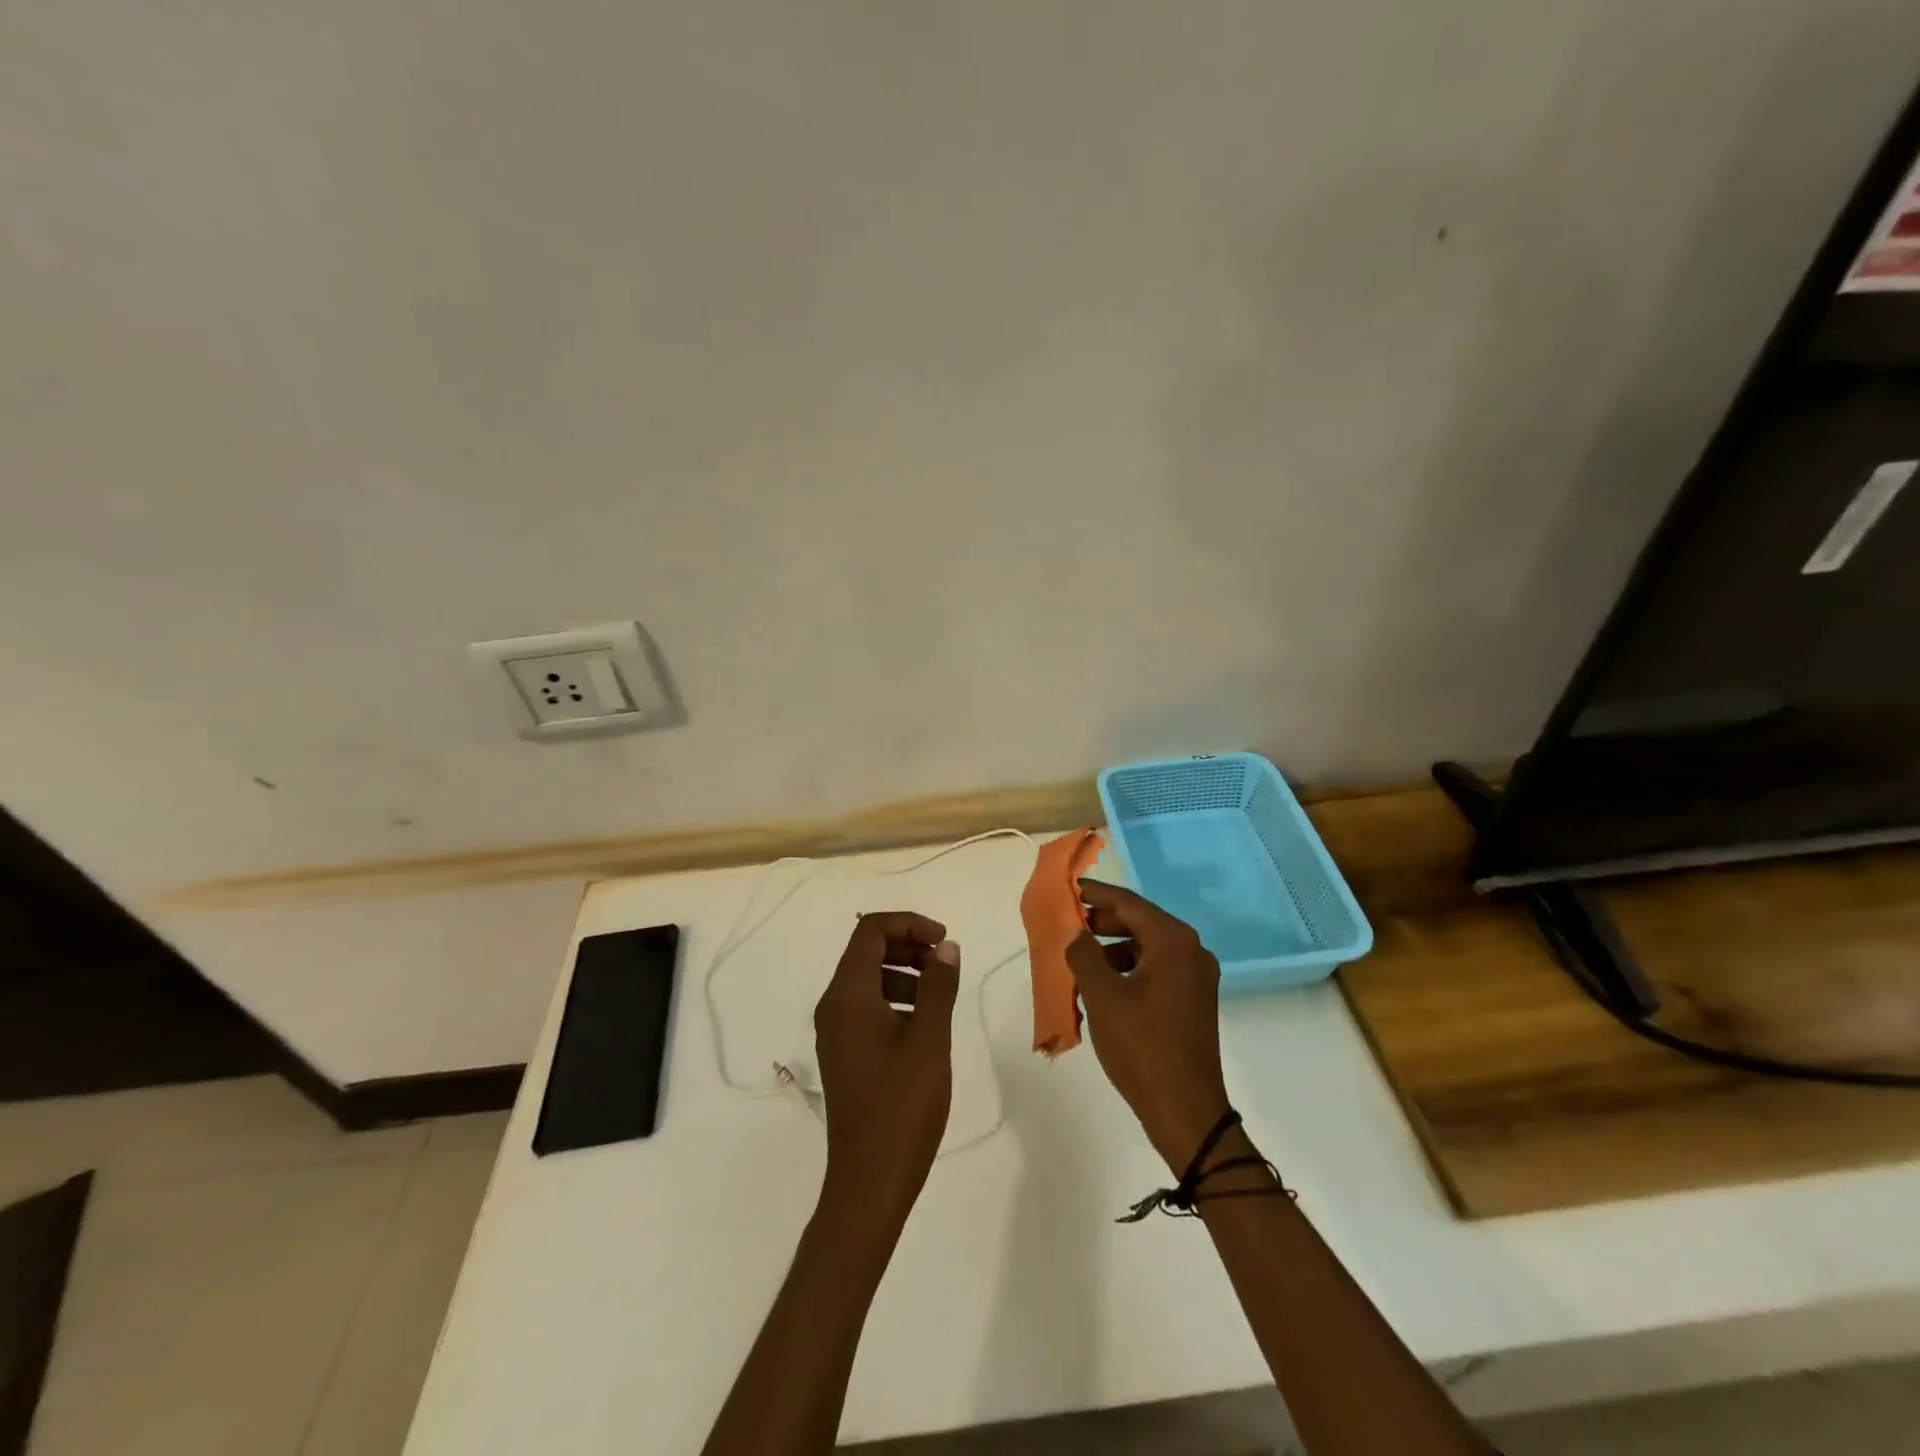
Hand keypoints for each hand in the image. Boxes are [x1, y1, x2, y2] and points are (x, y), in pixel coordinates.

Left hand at [813, 912, 961, 1231]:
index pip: (870, 930)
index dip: (909, 923)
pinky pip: (867, 1007)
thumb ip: (938, 986)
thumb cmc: (901, 1107)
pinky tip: (924, 1023)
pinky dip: (895, 998)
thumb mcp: (929, 1039)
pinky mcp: (844, 1053)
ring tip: (940, 993)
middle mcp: (834, 1006)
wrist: (868, 1183)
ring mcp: (835, 1032)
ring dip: (904, 972)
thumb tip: (945, 946)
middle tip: (945, 963)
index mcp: (848, 995)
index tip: (944, 941)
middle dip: (908, 945)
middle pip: (866, 950)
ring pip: (868, 979)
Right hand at [1067, 880, 1231, 1172]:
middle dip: (1102, 922)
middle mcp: (1191, 951)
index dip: (1095, 894)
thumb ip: (1083, 954)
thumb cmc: (1141, 1045)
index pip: (1128, 903)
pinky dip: (1128, 970)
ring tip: (1080, 960)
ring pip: (1147, 948)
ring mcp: (1196, 978)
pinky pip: (1156, 970)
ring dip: (1112, 949)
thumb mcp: (1102, 996)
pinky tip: (1103, 988)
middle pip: (1140, 922)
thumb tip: (1077, 934)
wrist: (1186, 1111)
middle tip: (1068, 925)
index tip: (1068, 888)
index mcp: (1173, 941)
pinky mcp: (1193, 1001)